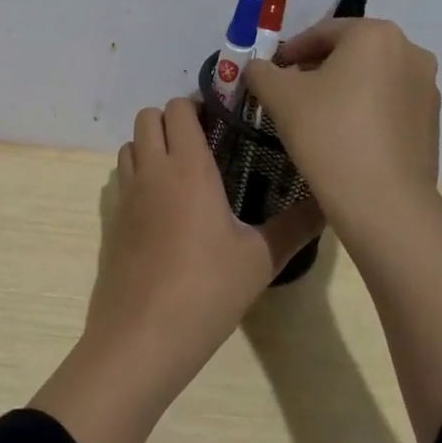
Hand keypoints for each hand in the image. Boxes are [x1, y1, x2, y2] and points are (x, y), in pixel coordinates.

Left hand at [88, 98, 321, 390]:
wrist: (142, 336)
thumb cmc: (206, 290)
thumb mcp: (261, 259)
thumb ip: (296, 225)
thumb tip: (329, 200)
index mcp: (187, 167)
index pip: (179, 108)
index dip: (198, 106)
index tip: (224, 122)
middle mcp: (151, 169)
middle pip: (148, 117)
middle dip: (173, 120)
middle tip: (205, 144)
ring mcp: (125, 193)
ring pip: (130, 144)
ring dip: (152, 144)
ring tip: (184, 172)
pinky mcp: (112, 219)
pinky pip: (122, 177)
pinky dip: (139, 174)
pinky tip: (164, 208)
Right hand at [242, 18, 440, 237]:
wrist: (383, 201)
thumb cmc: (328, 132)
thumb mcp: (278, 95)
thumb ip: (261, 71)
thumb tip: (257, 68)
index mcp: (376, 34)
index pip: (322, 32)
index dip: (290, 51)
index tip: (271, 72)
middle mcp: (410, 52)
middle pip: (350, 52)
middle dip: (317, 68)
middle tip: (288, 92)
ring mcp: (427, 89)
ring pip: (371, 78)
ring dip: (342, 89)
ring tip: (314, 116)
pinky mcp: (432, 123)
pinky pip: (389, 105)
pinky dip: (364, 110)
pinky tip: (342, 137)